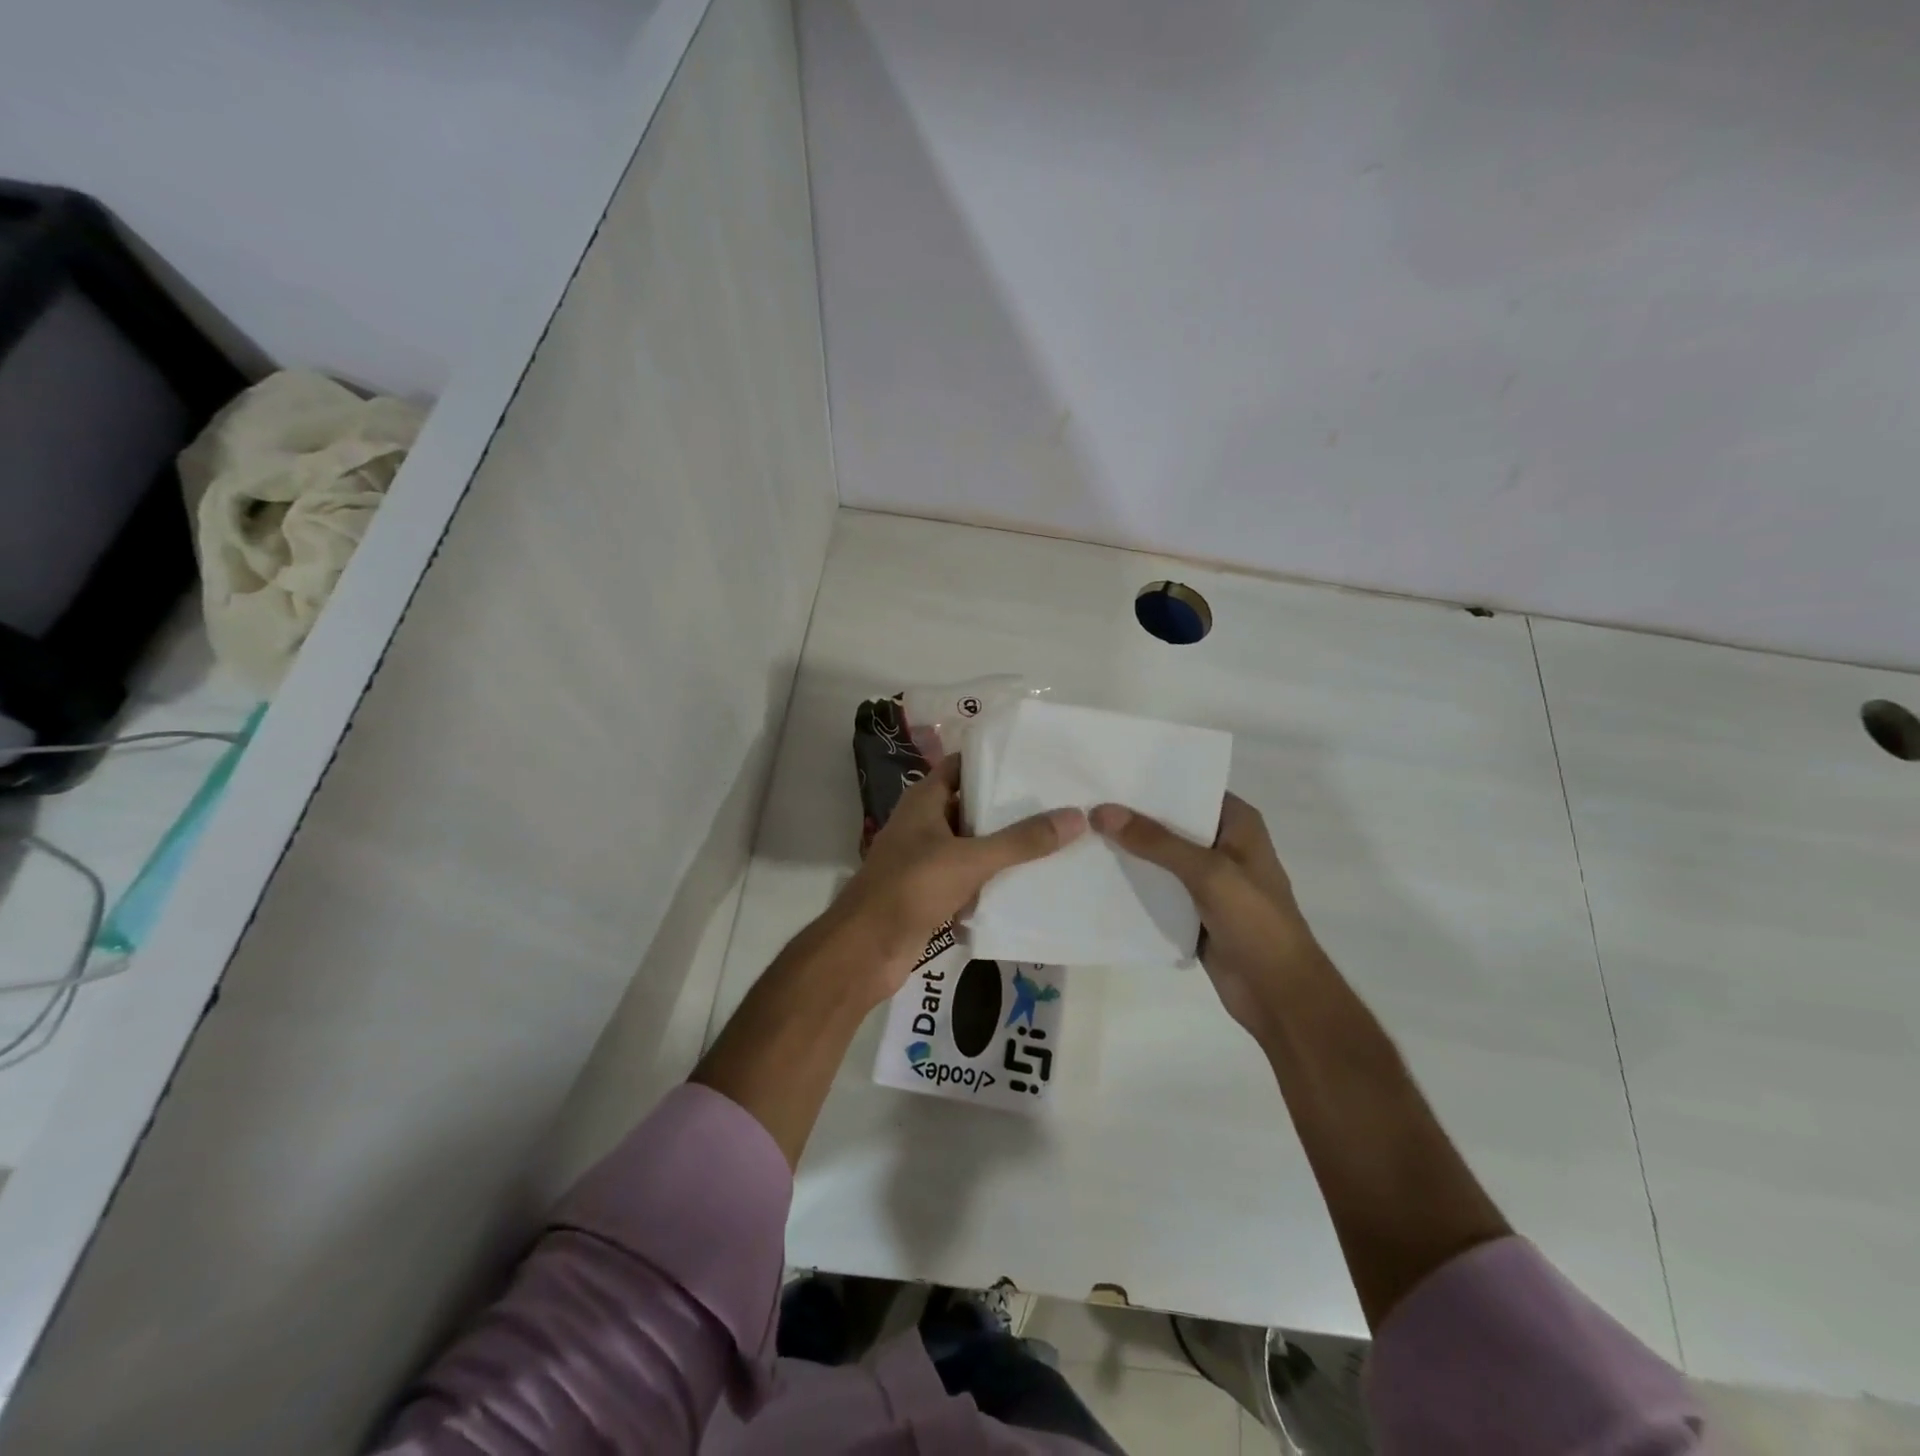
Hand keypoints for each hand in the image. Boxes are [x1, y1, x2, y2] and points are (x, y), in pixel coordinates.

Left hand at [825, 754, 1085, 1004]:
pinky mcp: (932, 892)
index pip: (962, 766)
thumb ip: (1021, 841)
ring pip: (972, 844)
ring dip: (1004, 846)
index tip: (1036, 761)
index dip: (995, 761)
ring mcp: (926, 859)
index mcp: (925, 800)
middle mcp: (924, 824)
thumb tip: (1075, 817)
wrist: (867, 949)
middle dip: (1009, 807)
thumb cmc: (912, 887)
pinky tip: (1028, 882)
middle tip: (1057, 802)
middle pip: (972, 806)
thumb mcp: (970, 859)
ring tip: (1054, 838)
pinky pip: (969, 878)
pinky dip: (992, 879)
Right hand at [1090, 794, 1322, 1036]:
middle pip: (1171, 821)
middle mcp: (1223, 843)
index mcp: (1238, 823)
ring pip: (1161, 856)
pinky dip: (1134, 882)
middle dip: (1132, 815)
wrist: (1278, 994)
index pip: (1190, 788)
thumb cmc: (1255, 921)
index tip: (1109, 771)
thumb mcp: (1207, 872)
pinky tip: (1096, 872)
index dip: (1152, 780)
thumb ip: (1156, 841)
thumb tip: (1102, 811)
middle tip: (1084, 800)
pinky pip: (1158, 887)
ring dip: (1129, 849)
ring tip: (1081, 831)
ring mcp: (1208, 879)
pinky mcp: (1193, 909)